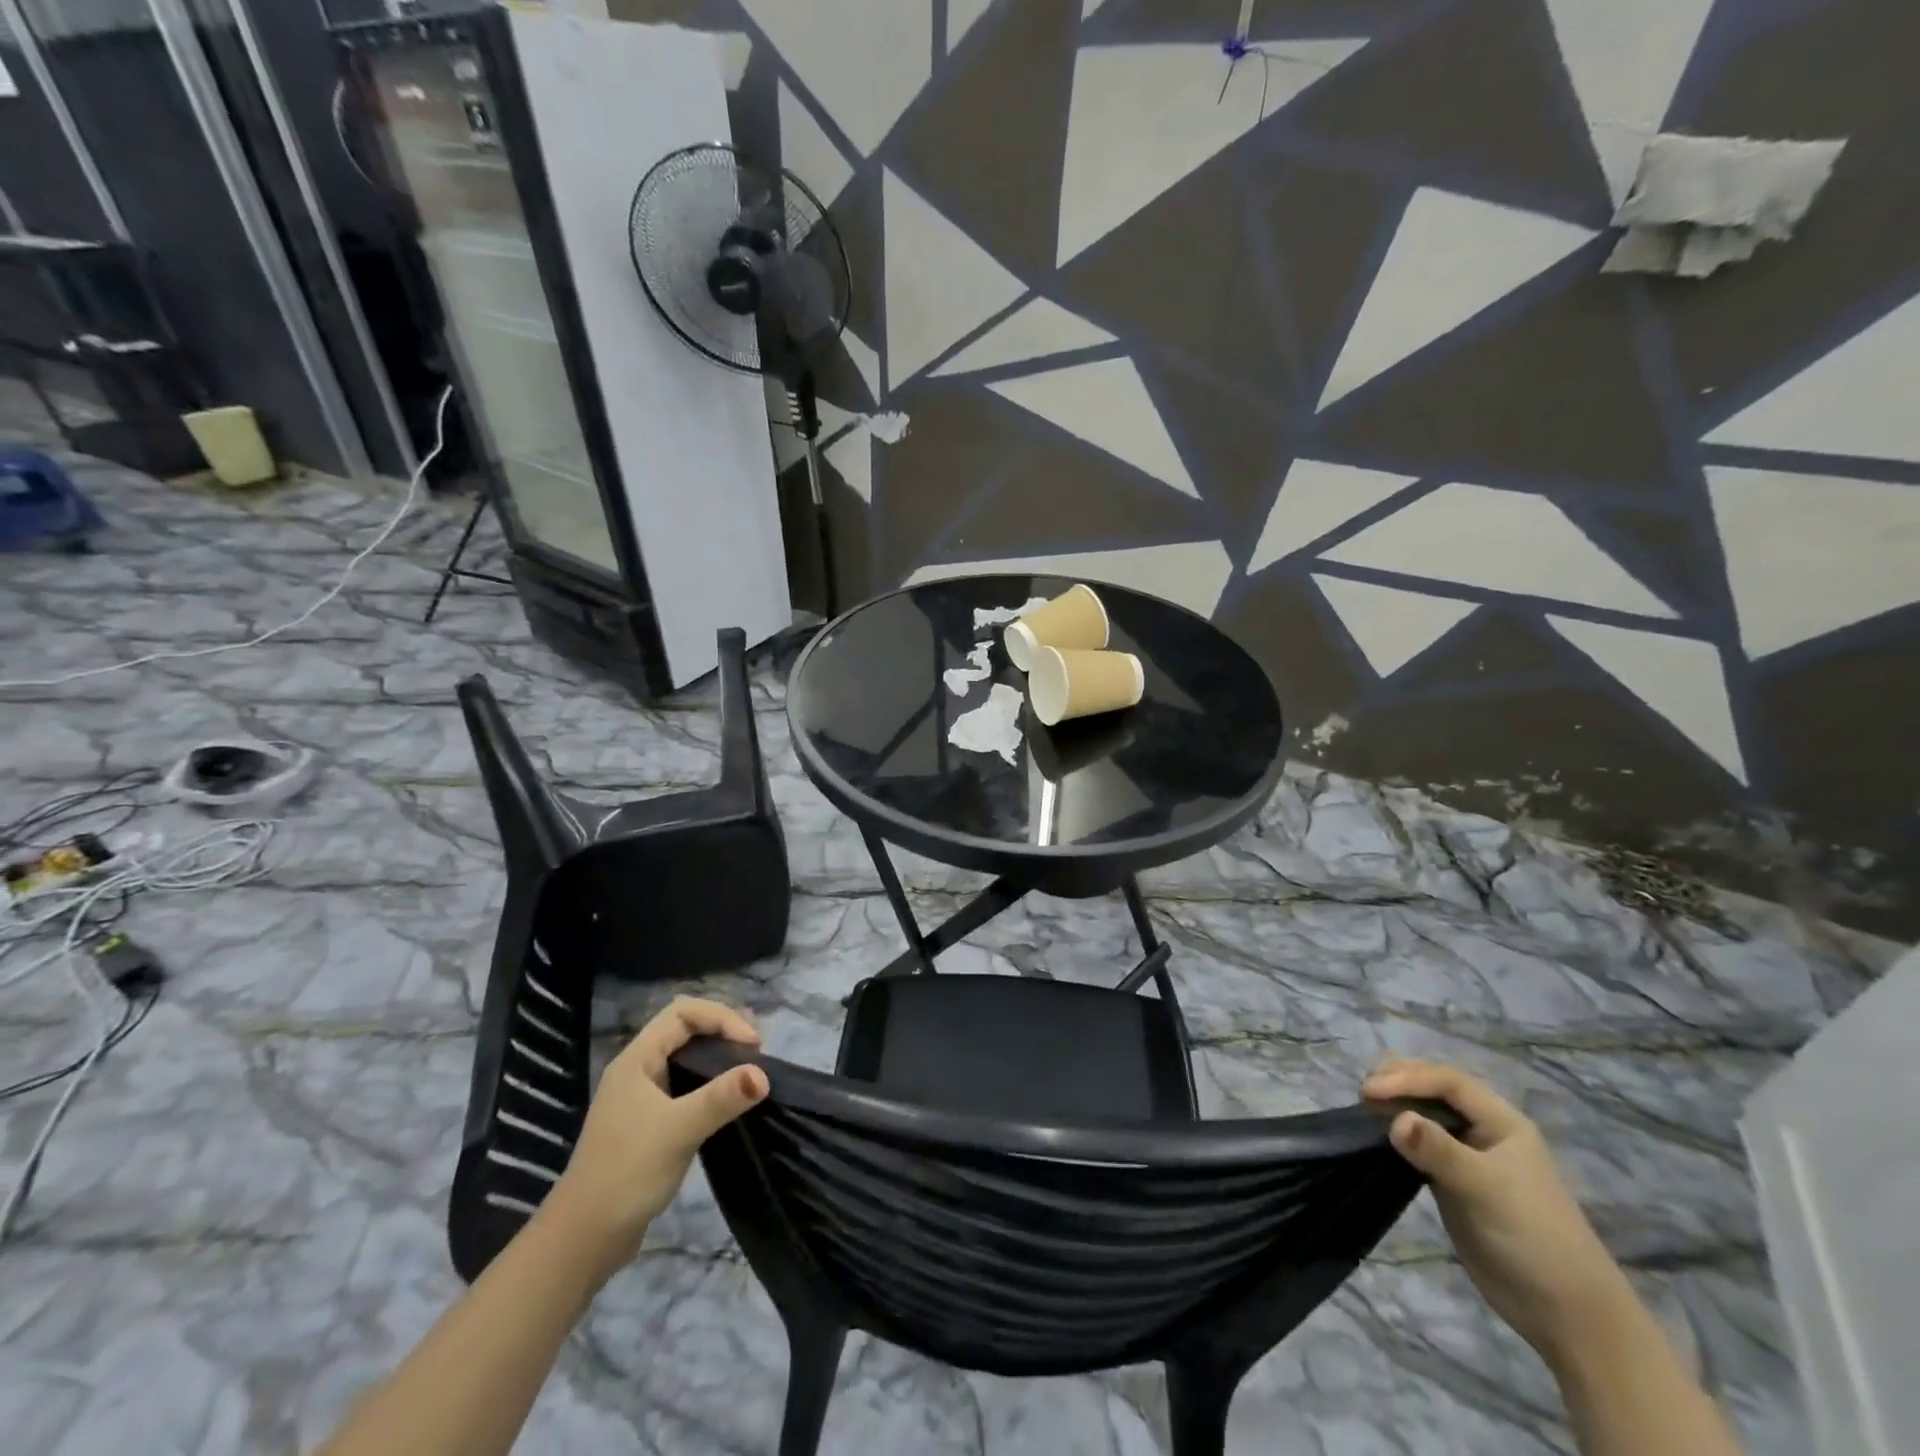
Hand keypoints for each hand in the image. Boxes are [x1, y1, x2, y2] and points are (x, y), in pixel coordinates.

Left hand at [546, 997, 767, 1280]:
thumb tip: (765, 1074)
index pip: (683, 1012)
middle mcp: (638, 1071)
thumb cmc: (626, 1173)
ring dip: (719, 1060)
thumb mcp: (678, 1131)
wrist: (583, 1241)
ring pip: (687, 1060)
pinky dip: (711, 1086)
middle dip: (724, 1033)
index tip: (752, 1045)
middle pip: (686, 1031)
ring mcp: (643, 1098)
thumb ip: (721, 1099)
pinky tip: (729, 1103)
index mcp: (637, 1060)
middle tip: (756, 1055)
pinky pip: (687, 1088)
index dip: (721, 1018)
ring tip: (750, 1074)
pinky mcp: (651, 1124)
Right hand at [1363, 1059, 1632, 1362]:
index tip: (1369, 1091)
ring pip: (1426, 1114)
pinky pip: (1421, 1144)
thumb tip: (1394, 1119)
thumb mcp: (1485, 1188)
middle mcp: (1484, 1131)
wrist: (1564, 1312)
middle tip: (1364, 1093)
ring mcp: (1469, 1156)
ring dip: (1396, 1106)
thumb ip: (1439, 1151)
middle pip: (1436, 1089)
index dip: (1407, 1078)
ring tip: (1365, 1111)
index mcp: (1502, 1121)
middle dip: (1399, 1082)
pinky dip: (1399, 1134)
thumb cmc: (1532, 1236)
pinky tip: (1381, 1137)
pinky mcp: (1454, 1181)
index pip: (1448, 1081)